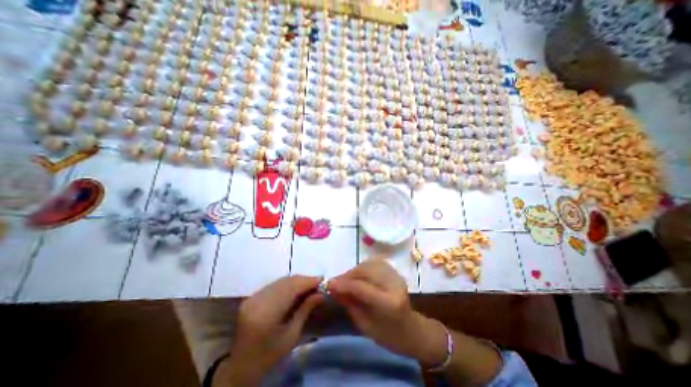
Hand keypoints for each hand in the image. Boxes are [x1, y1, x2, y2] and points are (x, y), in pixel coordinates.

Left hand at [224, 276, 326, 383]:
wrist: (240, 367)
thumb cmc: (269, 356)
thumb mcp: (292, 335)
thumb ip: (306, 310)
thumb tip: (321, 293)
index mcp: (266, 313)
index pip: (291, 288)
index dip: (308, 281)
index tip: (323, 280)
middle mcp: (257, 300)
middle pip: (286, 281)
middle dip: (304, 280)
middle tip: (318, 283)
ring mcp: (252, 297)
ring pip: (280, 280)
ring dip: (297, 281)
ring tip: (310, 285)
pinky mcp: (251, 297)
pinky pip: (274, 284)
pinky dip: (288, 284)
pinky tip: (296, 289)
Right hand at [329, 256, 447, 365]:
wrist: (411, 330)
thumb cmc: (388, 335)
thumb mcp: (365, 324)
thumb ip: (349, 303)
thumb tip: (334, 288)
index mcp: (389, 303)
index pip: (362, 287)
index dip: (343, 284)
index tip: (329, 284)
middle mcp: (394, 284)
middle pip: (365, 272)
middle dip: (347, 275)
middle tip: (335, 282)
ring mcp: (396, 275)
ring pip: (369, 264)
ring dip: (354, 271)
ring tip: (345, 280)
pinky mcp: (395, 272)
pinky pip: (374, 263)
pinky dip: (362, 267)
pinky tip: (357, 275)